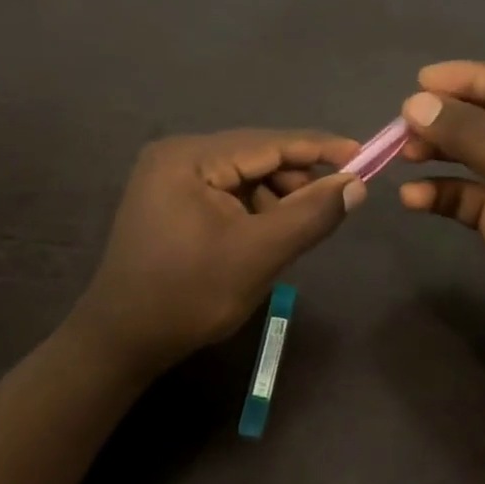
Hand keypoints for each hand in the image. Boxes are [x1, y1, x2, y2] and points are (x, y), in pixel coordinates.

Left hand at [69, 130, 362, 376]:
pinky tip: (267, 231)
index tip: (364, 154)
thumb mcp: (258, 255)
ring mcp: (168, 176)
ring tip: (299, 225)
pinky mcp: (168, 198)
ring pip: (241, 175)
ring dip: (276, 195)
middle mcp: (176, 154)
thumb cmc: (188, 295)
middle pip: (253, 155)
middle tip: (335, 201)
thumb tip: (356, 185)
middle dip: (296, 177)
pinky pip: (224, 191)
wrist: (121, 340)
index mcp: (189, 157)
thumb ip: (310, 215)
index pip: (267, 142)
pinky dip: (252, 207)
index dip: (318, 148)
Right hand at [398, 61, 484, 387]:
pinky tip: (413, 199)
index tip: (420, 82)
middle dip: (448, 121)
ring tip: (402, 156)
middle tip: (404, 124)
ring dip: (439, 155)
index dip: (470, 78)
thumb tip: (415, 102)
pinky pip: (470, 197)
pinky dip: (442, 194)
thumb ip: (467, 132)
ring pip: (476, 158)